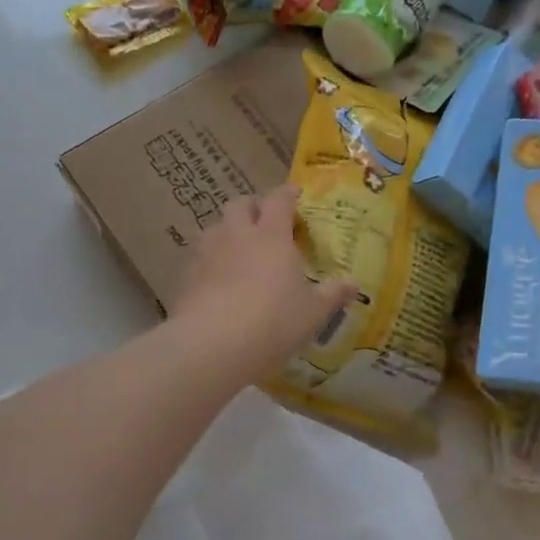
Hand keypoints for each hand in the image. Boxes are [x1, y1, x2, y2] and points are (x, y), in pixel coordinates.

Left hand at [169, 185, 358, 384]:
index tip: (295, 196)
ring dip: (228, 232)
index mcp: (271, 235)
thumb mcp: (312, 313)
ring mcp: (207, 252)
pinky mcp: (185, 275)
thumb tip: (354, 283)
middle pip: (240, 204)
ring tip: (239, 252)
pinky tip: (217, 282)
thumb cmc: (273, 322)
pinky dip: (210, 261)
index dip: (287, 194)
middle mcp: (236, 234)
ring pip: (215, 227)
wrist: (211, 345)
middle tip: (265, 222)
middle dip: (253, 207)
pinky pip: (199, 257)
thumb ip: (333, 294)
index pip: (279, 200)